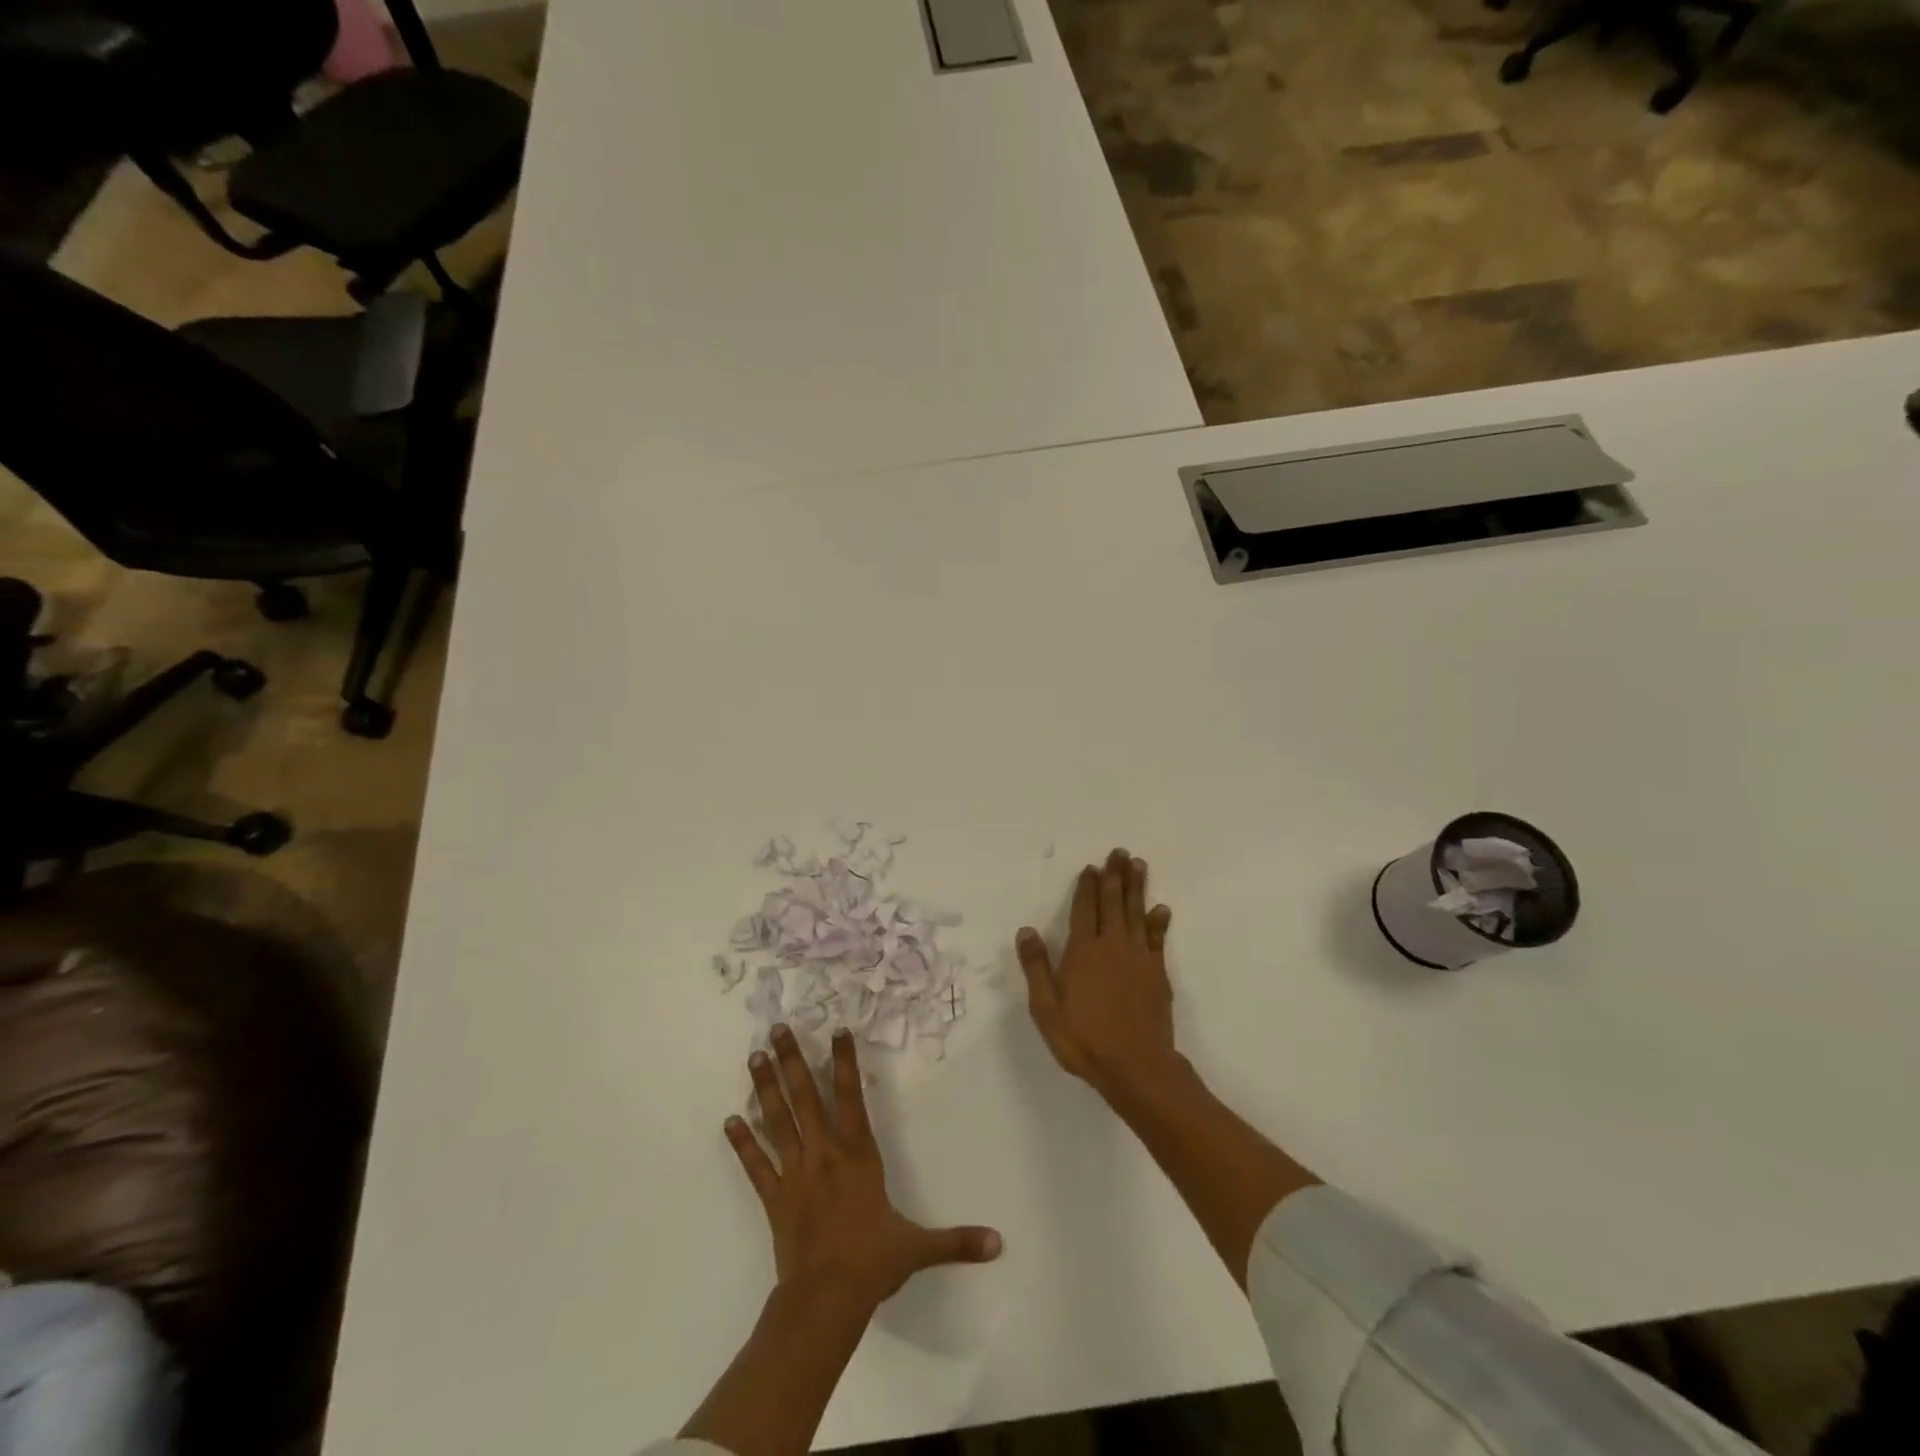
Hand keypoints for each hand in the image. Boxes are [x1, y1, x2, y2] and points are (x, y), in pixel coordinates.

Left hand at [727, 1025, 1001, 1314]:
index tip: (836, 1031)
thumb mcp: (918, 1248)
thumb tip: (999, 1243)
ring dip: (765, 1088)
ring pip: (777, 1121)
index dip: (845, 1063)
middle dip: (792, 1060)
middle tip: (776, 1029)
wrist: (826, 1301)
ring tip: (753, 1058)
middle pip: (805, 1097)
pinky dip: (742, 1144)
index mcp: (858, 1155)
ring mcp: (794, 1173)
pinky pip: (755, 1165)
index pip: (852, 1097)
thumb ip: (957, 1241)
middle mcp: (824, 1153)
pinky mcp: (773, 1197)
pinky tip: (729, 1121)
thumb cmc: (872, 1264)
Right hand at [1017, 848, 1179, 1100]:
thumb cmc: (1084, 1038)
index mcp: (1083, 950)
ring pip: (1137, 912)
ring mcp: (1139, 957)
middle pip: (1114, 902)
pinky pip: (1158, 938)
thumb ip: (1037, 966)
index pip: (1085, 909)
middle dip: (1115, 876)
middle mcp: (1112, 945)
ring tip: (1138, 865)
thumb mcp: (1046, 1007)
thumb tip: (1026, 930)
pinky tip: (1161, 909)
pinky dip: (1158, 921)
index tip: (1091, 867)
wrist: (1136, 1066)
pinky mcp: (1157, 972)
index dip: (1087, 887)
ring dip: (1137, 887)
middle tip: (1119, 853)